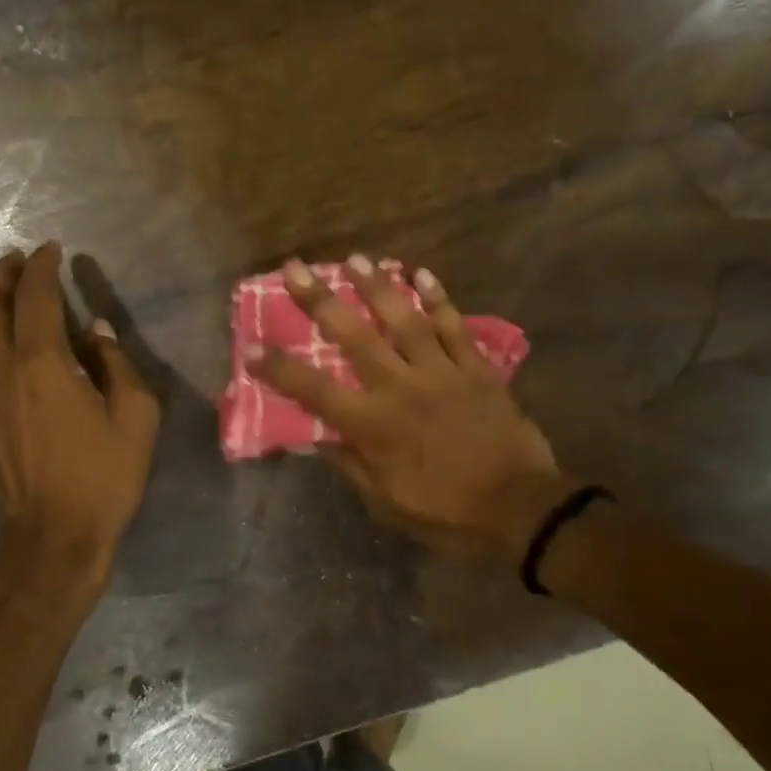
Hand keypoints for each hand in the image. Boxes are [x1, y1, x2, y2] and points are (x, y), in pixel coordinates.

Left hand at [0, 243, 160, 572]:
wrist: (53, 535)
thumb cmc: (103, 476)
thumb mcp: (135, 417)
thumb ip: (117, 365)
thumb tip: (96, 331)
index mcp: (43, 364)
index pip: (35, 297)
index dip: (43, 267)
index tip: (53, 249)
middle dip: (4, 273)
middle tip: (22, 260)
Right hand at [249, 255, 572, 562]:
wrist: (518, 505)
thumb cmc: (445, 511)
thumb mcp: (385, 500)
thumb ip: (350, 463)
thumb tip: (317, 437)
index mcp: (373, 424)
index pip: (314, 390)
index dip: (280, 368)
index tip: (252, 348)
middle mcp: (400, 387)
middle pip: (354, 336)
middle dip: (320, 300)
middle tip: (296, 268)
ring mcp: (441, 372)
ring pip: (404, 319)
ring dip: (377, 286)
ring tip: (356, 259)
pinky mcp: (475, 368)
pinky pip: (454, 326)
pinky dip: (438, 299)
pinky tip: (422, 273)